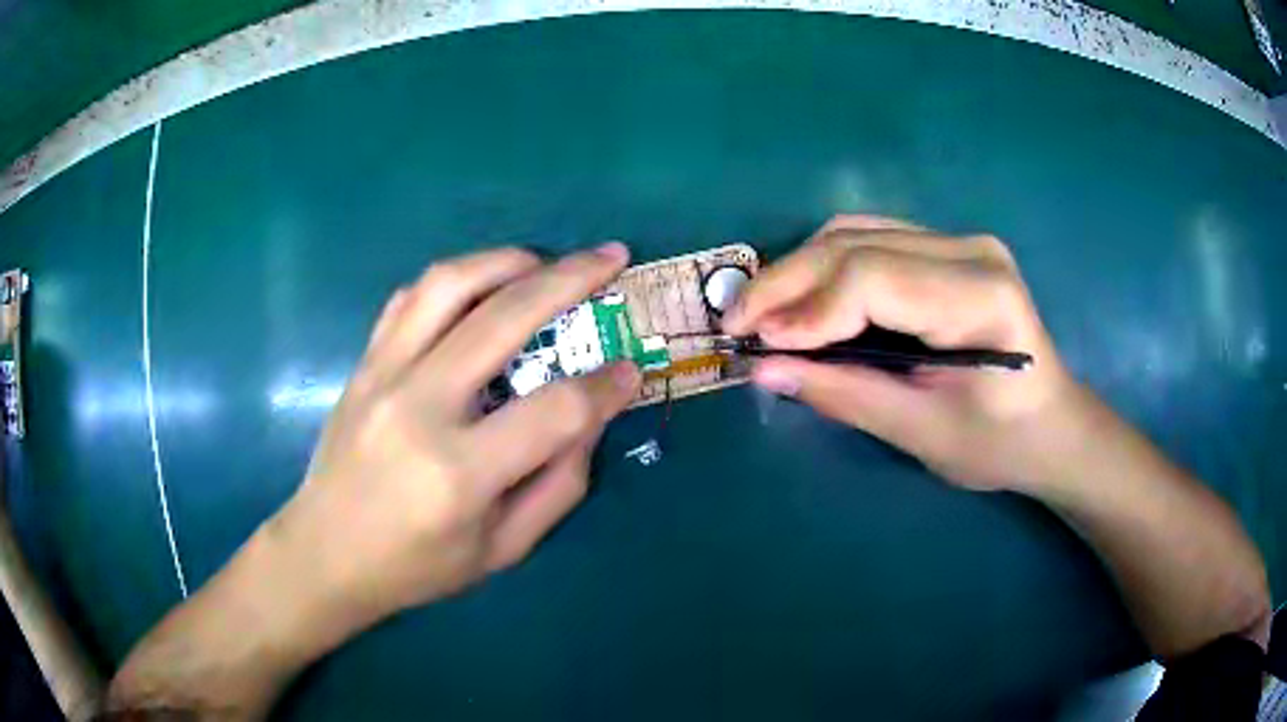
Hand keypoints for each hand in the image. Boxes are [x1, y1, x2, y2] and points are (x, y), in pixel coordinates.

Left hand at [271, 243, 641, 625]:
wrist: (325, 553)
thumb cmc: (416, 566)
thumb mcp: (503, 550)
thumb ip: (559, 485)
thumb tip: (591, 417)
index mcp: (460, 473)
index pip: (556, 409)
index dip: (606, 387)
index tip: (631, 371)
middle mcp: (419, 408)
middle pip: (504, 318)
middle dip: (571, 279)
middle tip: (611, 257)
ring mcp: (382, 376)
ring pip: (448, 285)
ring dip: (506, 260)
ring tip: (545, 260)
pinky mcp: (363, 364)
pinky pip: (409, 299)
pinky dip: (454, 280)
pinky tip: (481, 286)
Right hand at [723, 215, 1081, 490]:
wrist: (1051, 424)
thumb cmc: (999, 442)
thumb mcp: (923, 433)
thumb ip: (846, 395)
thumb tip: (765, 369)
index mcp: (981, 297)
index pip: (874, 279)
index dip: (808, 309)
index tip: (758, 345)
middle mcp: (970, 250)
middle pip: (856, 245)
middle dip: (787, 283)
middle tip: (738, 324)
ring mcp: (959, 241)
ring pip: (855, 233)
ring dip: (800, 270)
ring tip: (764, 314)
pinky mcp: (947, 248)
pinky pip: (870, 240)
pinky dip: (826, 267)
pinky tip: (804, 300)